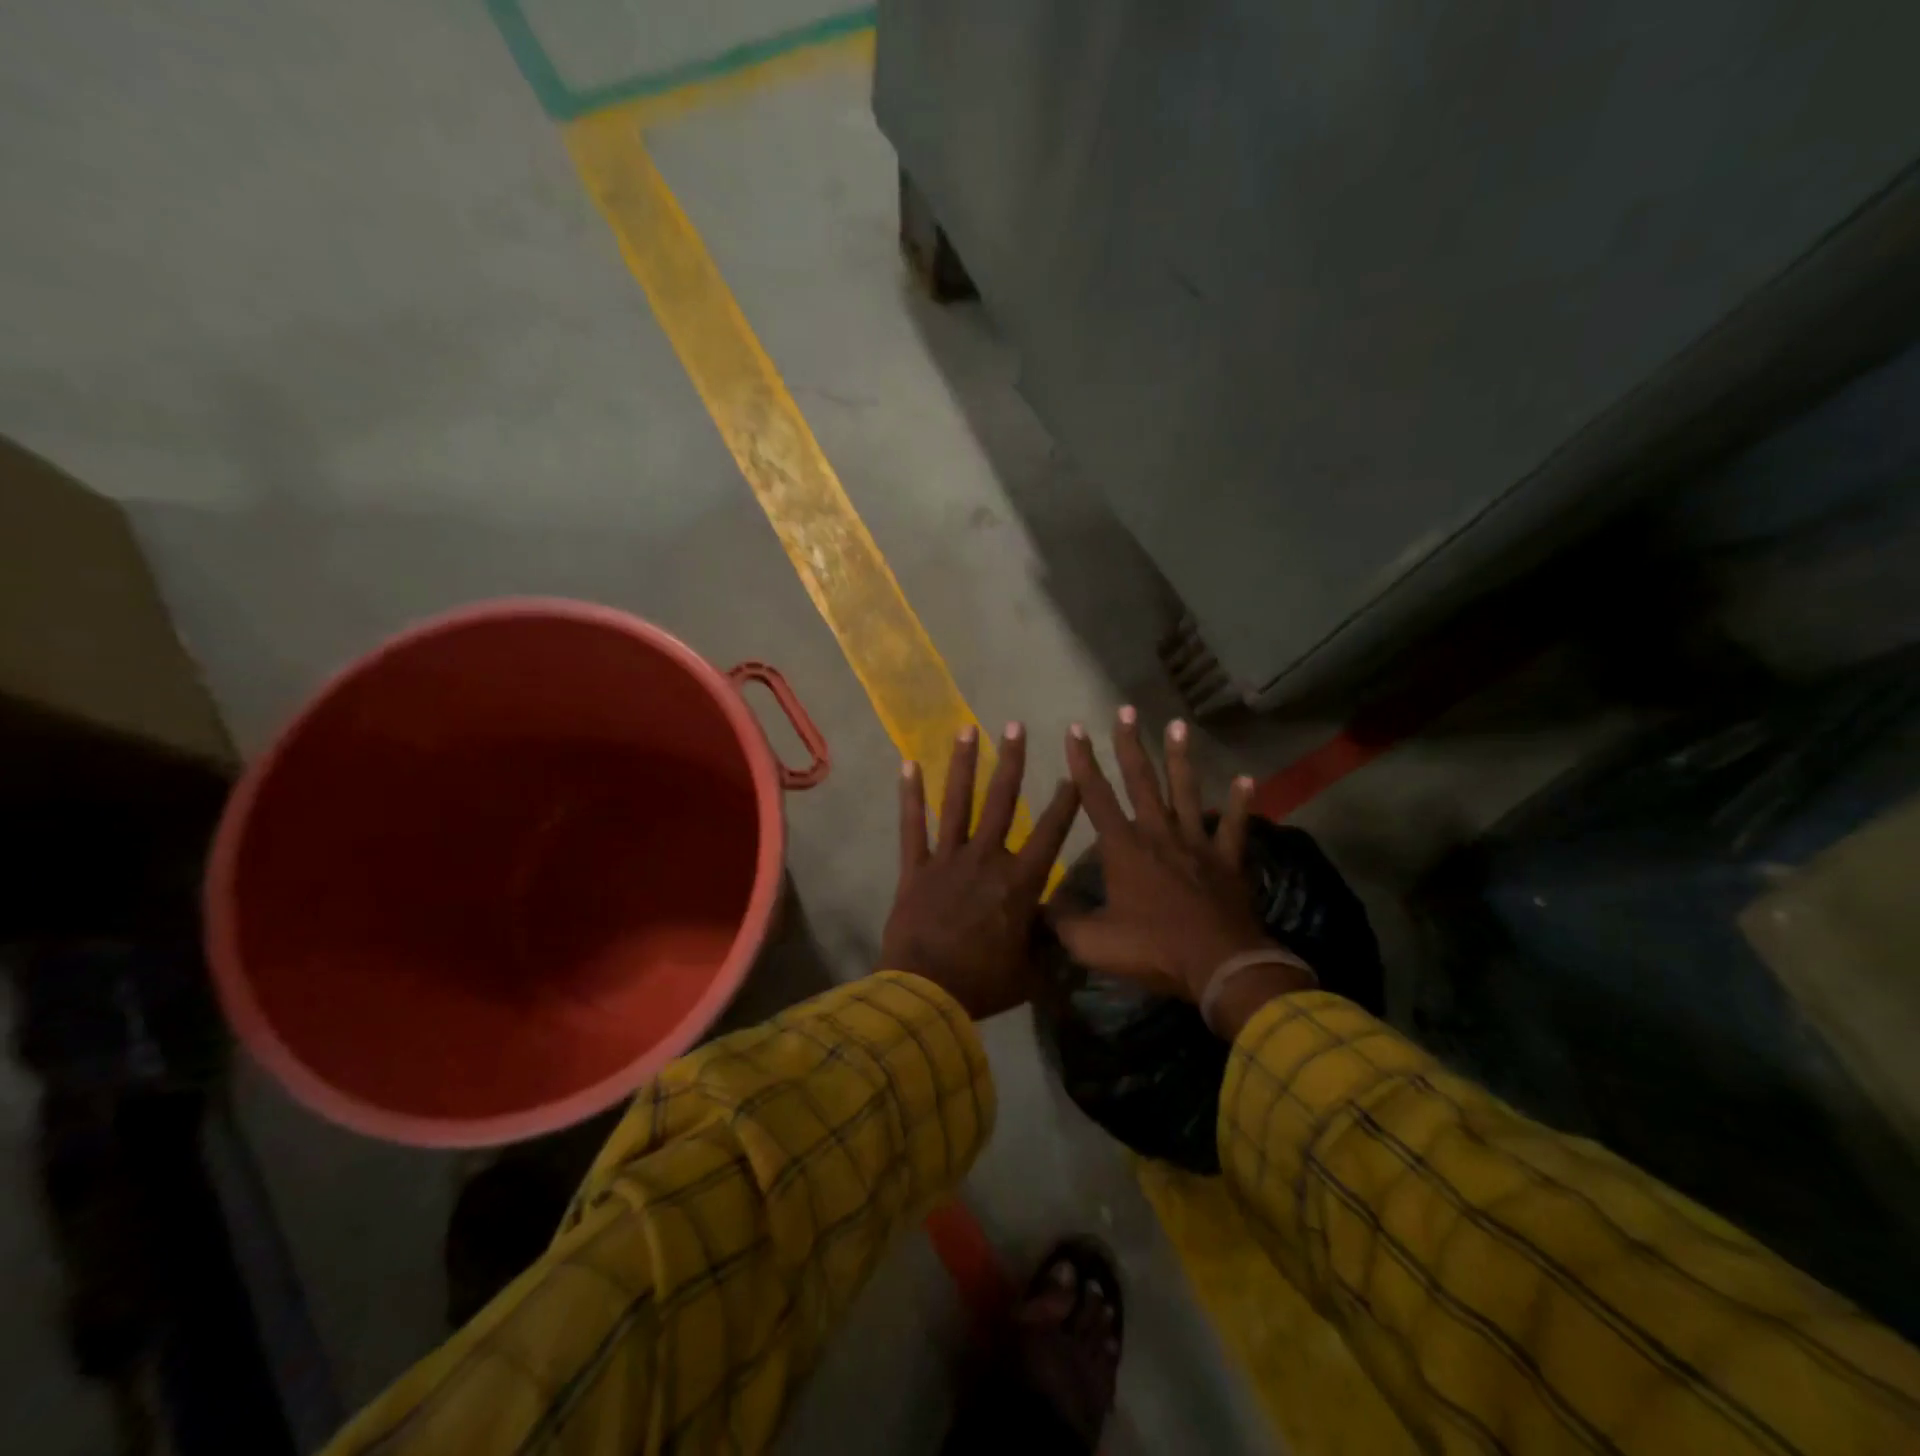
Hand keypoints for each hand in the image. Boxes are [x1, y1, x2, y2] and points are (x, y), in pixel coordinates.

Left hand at [880, 723, 1079, 1018]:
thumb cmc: (983, 984)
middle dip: (1011, 761)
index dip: (1065, 802)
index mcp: (1019, 882)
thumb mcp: (1030, 972)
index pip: (1050, 833)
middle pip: (1002, 801)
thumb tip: (1065, 932)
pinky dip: (910, 795)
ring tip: (967, 728)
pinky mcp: (916, 868)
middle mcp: (986, 859)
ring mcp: (948, 859)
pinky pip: (913, 826)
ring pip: (958, 802)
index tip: (1073, 772)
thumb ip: (1048, 946)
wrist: (926, 993)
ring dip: (963, 763)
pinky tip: (908, 764)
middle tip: (1016, 726)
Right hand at [1053, 708, 1288, 1002]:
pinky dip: (1240, 804)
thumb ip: (1062, 923)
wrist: (1220, 965)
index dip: (1083, 762)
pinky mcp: (1227, 859)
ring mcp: (1196, 843)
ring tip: (1177, 724)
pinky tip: (1247, 780)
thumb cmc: (1152, 949)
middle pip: (1142, 780)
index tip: (1075, 728)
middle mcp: (1158, 834)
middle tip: (1126, 709)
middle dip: (1130, 744)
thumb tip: (1037, 909)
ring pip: (1186, 790)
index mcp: (1124, 848)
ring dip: (1181, 757)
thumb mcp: (1093, 943)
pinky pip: (1234, 826)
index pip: (1097, 796)